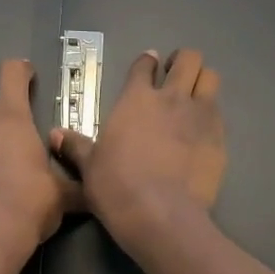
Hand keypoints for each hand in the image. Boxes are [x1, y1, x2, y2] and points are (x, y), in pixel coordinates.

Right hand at [51, 48, 224, 253]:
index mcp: (136, 99)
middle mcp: (171, 98)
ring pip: (211, 77)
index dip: (146, 62)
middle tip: (175, 76)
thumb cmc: (117, 187)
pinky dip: (212, 114)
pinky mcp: (219, 138)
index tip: (148, 65)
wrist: (161, 214)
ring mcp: (200, 115)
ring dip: (202, 81)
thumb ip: (76, 146)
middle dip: (183, 62)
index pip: (144, 65)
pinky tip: (203, 130)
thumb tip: (55, 134)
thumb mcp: (90, 167)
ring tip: (194, 95)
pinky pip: (219, 113)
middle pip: (188, 59)